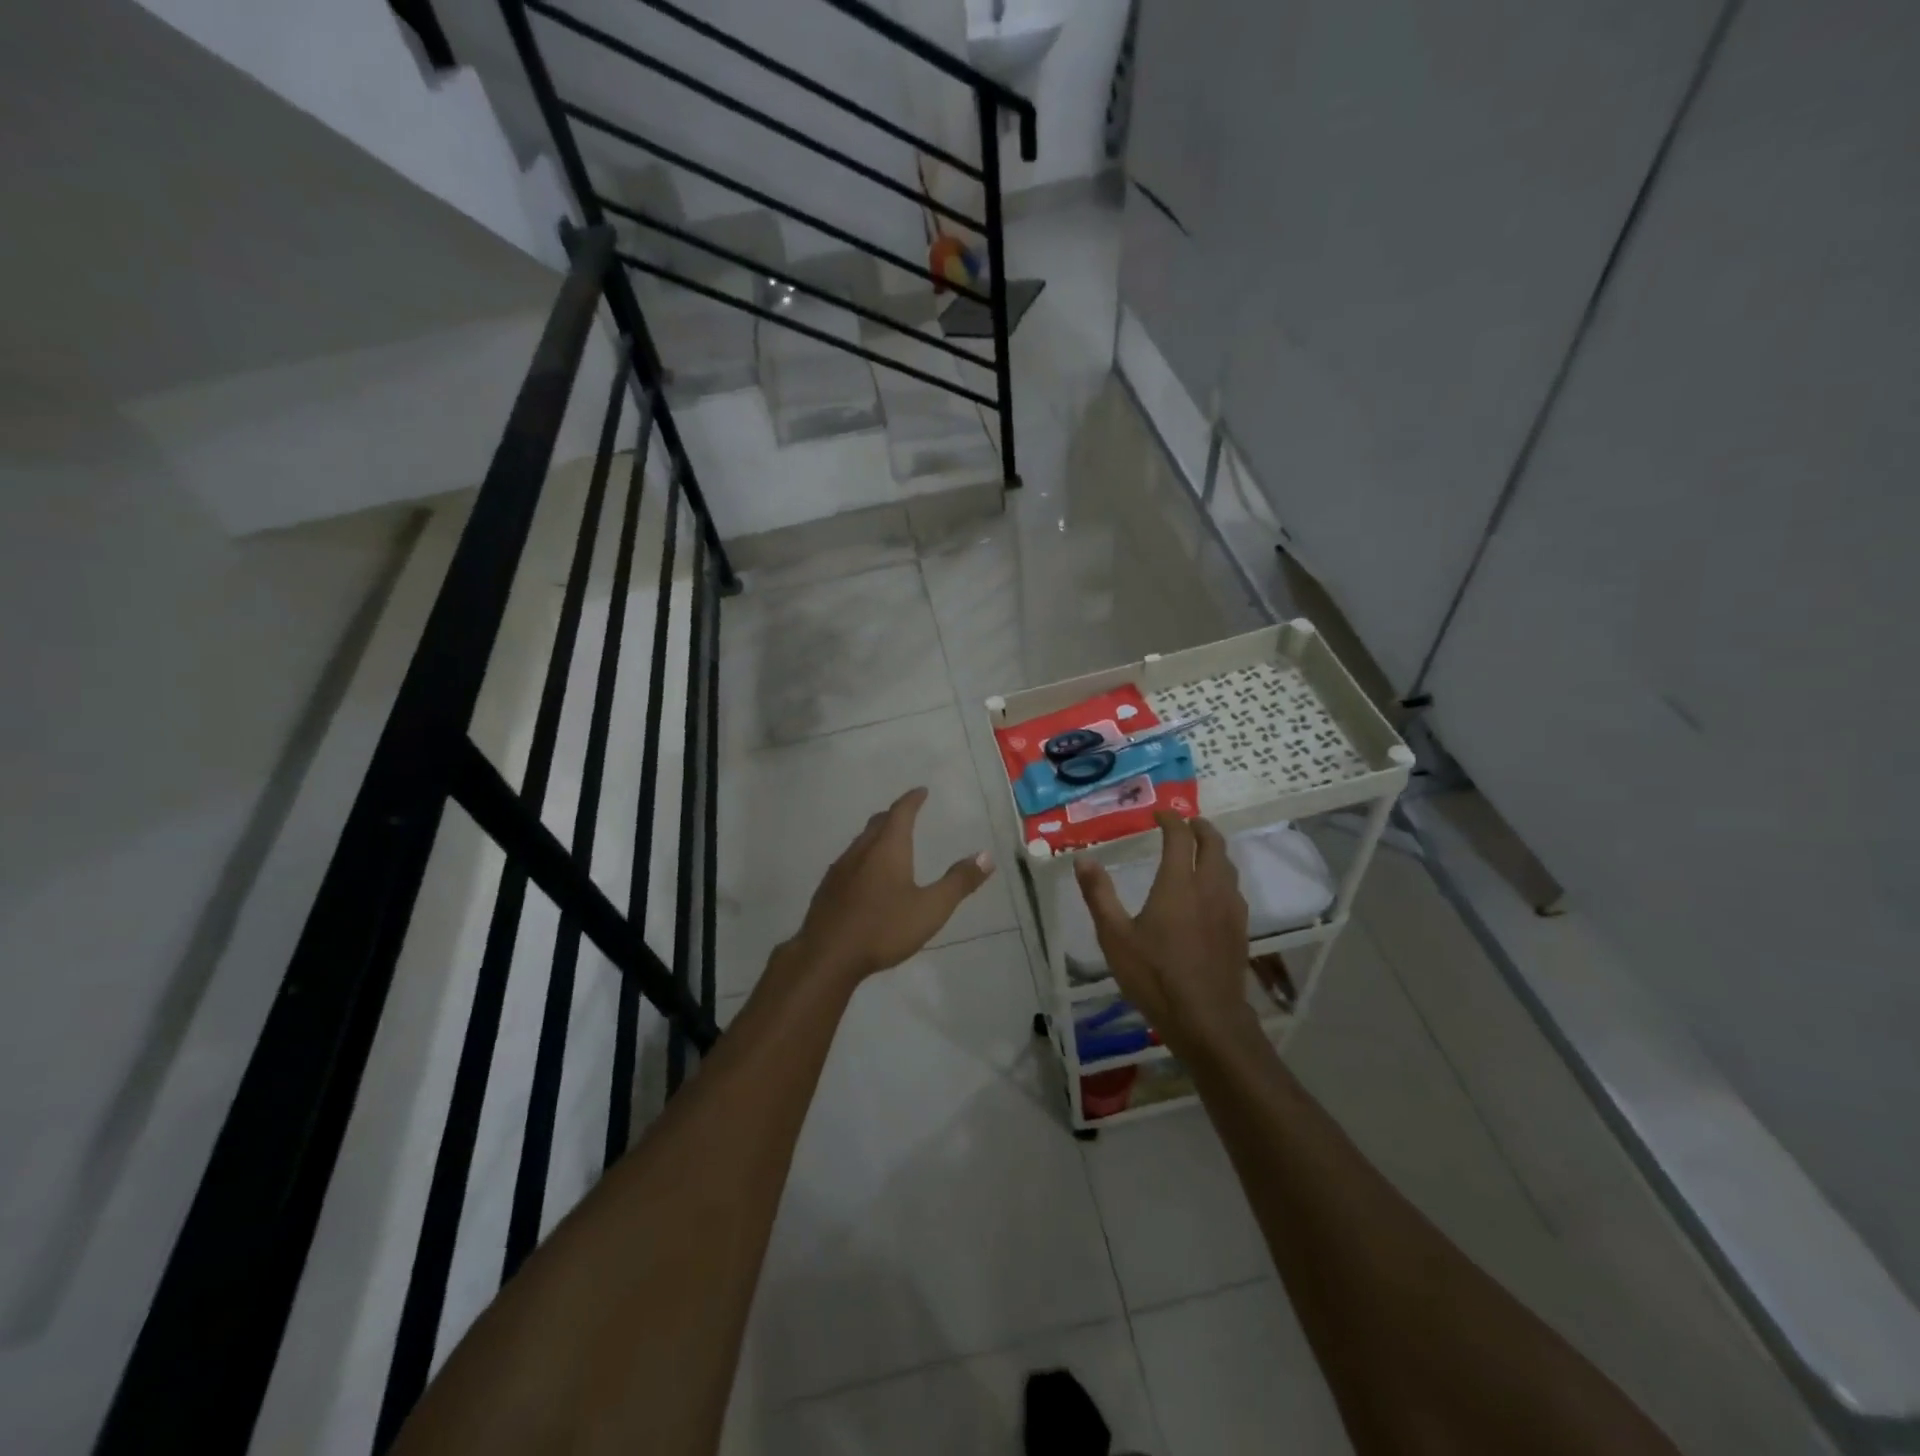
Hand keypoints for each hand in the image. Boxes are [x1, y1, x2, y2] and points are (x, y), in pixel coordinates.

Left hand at [785, 788, 994, 984]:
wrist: (827, 955)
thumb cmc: (884, 928)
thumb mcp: (931, 908)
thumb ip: (959, 882)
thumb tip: (986, 855)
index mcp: (888, 848)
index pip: (901, 812)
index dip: (912, 799)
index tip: (921, 791)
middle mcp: (861, 851)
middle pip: (878, 823)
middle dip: (894, 815)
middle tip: (907, 813)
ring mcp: (840, 869)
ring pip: (861, 842)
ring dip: (876, 836)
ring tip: (888, 843)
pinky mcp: (827, 889)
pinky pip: (848, 862)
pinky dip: (863, 858)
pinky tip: (865, 877)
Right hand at [1074, 812, 1250, 1048]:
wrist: (1207, 1020)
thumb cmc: (1155, 976)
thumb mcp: (1115, 937)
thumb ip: (1099, 895)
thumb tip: (1083, 859)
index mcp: (1178, 884)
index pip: (1180, 838)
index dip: (1171, 820)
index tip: (1159, 814)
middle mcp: (1209, 888)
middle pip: (1213, 844)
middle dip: (1200, 828)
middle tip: (1186, 823)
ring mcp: (1230, 909)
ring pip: (1228, 866)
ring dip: (1214, 850)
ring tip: (1200, 851)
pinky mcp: (1240, 930)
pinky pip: (1234, 889)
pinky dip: (1222, 875)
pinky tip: (1212, 891)